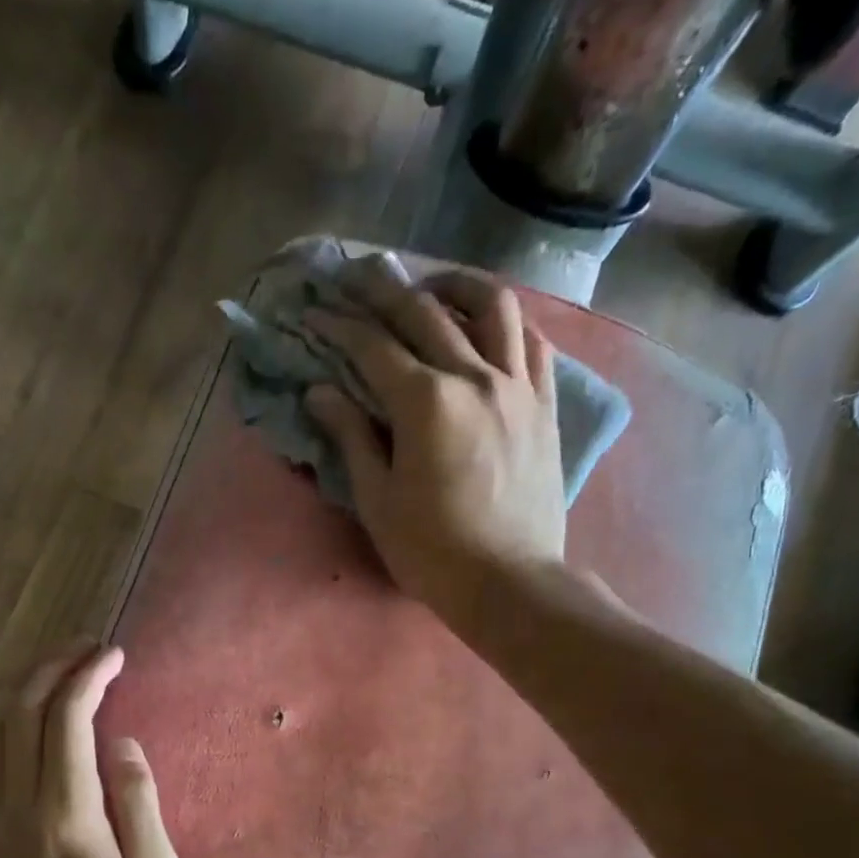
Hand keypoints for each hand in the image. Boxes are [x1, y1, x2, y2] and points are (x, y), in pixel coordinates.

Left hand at [0, 642, 188, 857]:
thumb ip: (138, 801)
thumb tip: (119, 742)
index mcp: (66, 816)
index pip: (67, 720)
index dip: (88, 677)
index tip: (114, 655)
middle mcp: (18, 813)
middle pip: (18, 716)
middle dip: (50, 670)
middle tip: (86, 650)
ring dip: (20, 695)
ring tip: (57, 675)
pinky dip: (4, 730)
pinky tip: (30, 727)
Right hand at [305, 258, 566, 615]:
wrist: (508, 581)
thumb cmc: (431, 551)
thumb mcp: (377, 499)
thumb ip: (350, 437)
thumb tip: (320, 391)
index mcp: (426, 402)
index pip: (374, 346)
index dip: (338, 325)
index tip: (313, 311)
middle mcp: (474, 376)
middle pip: (425, 312)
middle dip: (384, 288)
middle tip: (357, 276)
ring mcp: (517, 386)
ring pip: (492, 307)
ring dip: (456, 285)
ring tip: (433, 286)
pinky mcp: (544, 405)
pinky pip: (532, 343)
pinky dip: (507, 325)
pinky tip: (489, 329)